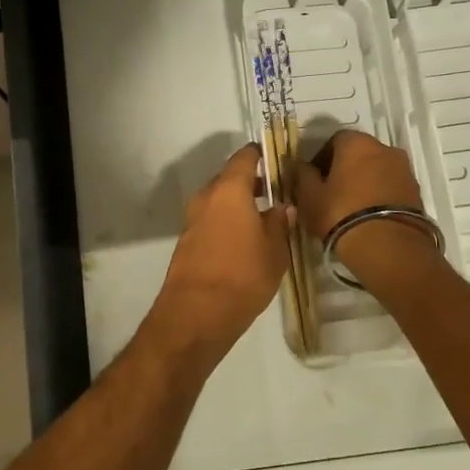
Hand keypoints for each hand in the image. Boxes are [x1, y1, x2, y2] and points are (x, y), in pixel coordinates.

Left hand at [148, 144, 289, 363]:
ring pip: (218, 201)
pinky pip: (210, 220)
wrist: (196, 314)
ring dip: (238, 205)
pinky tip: (244, 241)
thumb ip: (279, 222)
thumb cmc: (243, 275)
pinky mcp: (187, 241)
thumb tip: (283, 206)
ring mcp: (192, 219)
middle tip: (276, 194)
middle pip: (229, 179)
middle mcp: (206, 197)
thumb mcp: (274, 250)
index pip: (244, 158)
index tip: (278, 160)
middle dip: (251, 183)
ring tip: (264, 220)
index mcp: (229, 190)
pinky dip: (226, 222)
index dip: (261, 156)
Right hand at [290, 129, 438, 281]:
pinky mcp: (417, 193)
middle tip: (330, 195)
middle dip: (344, 170)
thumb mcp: (309, 196)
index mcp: (357, 143)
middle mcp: (385, 148)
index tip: (313, 181)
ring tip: (350, 210)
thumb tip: (299, 164)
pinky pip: (391, 188)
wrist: (389, 248)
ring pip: (377, 171)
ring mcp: (405, 171)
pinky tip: (368, 218)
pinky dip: (379, 197)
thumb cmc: (340, 214)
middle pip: (358, 155)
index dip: (321, 159)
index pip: (334, 141)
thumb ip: (301, 175)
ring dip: (364, 183)